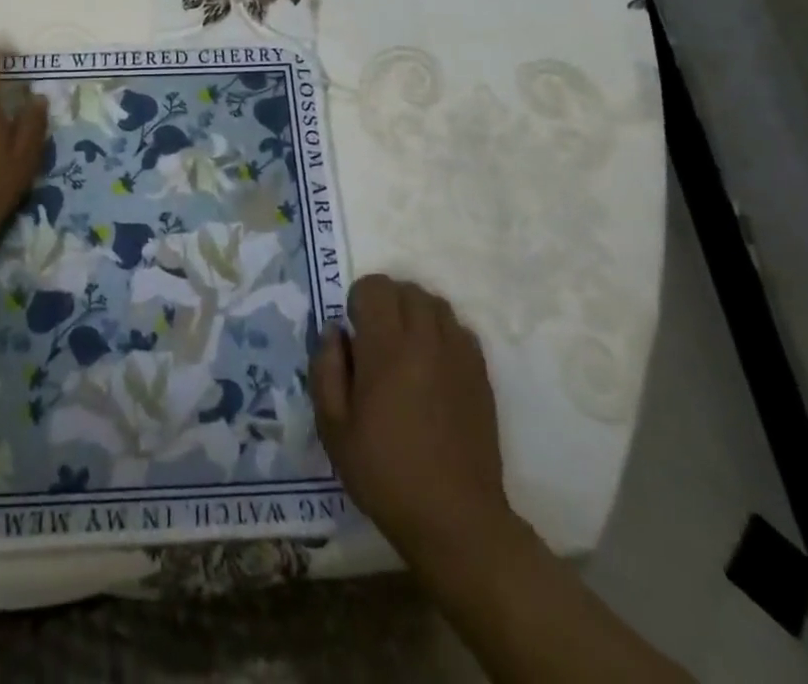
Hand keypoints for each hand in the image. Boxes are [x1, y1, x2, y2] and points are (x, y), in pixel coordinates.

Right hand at [311, 274, 518, 570]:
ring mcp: (458, 355)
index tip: (354, 332)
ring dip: (415, 313)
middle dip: (386, 302)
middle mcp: (425, 340)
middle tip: (376, 338)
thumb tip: (334, 331)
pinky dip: (442, 333)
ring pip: (436, 304)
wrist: (455, 520)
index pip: (375, 287)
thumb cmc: (384, 472)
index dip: (359, 300)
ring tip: (405, 347)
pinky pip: (459, 330)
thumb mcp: (333, 427)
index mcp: (386, 348)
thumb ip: (326, 368)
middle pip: (407, 289)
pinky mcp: (481, 375)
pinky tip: (433, 365)